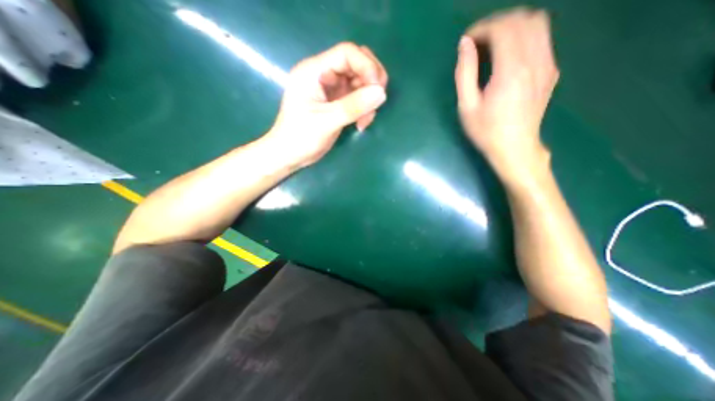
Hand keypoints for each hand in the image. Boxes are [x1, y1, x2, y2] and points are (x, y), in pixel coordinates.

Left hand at [263, 42, 388, 167]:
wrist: (290, 155)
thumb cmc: (300, 137)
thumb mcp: (326, 122)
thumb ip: (352, 106)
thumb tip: (381, 93)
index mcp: (314, 71)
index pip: (347, 53)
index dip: (367, 67)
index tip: (377, 90)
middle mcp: (324, 75)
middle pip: (357, 63)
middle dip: (371, 82)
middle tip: (376, 103)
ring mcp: (331, 89)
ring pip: (360, 82)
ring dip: (369, 99)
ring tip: (364, 121)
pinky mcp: (337, 102)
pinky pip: (358, 97)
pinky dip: (364, 108)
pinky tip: (361, 123)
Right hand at [455, 10, 560, 184]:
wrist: (515, 148)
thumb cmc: (486, 131)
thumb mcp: (467, 107)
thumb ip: (464, 73)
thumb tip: (464, 45)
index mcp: (511, 71)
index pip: (503, 28)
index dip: (482, 28)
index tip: (467, 41)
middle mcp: (535, 61)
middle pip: (522, 19)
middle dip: (496, 24)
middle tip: (478, 43)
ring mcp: (548, 64)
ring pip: (537, 24)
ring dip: (512, 27)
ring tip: (492, 46)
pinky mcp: (551, 70)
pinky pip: (542, 39)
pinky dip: (523, 37)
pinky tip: (508, 56)